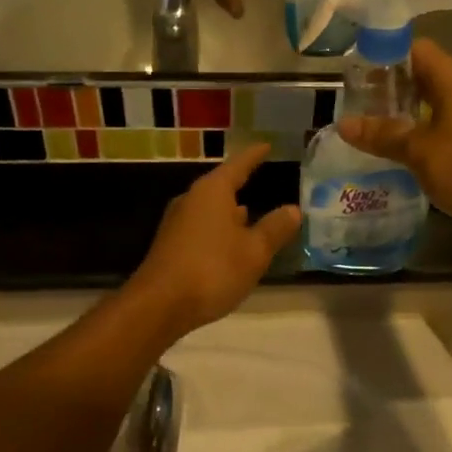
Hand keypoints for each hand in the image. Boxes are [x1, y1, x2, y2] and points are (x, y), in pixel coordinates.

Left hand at [127, 144, 300, 336]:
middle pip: (220, 185)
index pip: (238, 165)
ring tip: (251, 212)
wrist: (158, 306)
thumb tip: (293, 209)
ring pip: (210, 209)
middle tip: (261, 179)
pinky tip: (229, 243)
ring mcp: (177, 223)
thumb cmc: (212, 270)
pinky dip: (219, 230)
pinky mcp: (170, 246)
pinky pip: (202, 228)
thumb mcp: (254, 251)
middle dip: (241, 184)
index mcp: (212, 192)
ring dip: (230, 211)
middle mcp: (191, 200)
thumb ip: (275, 228)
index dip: (254, 156)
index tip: (266, 146)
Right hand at [337, 39, 451, 244]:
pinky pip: (437, 130)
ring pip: (428, 106)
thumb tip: (344, 124)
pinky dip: (415, 136)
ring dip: (400, 115)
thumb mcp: (419, 150)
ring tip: (366, 128)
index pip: (416, 49)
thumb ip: (382, 135)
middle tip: (355, 104)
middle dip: (387, 88)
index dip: (386, 54)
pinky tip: (393, 153)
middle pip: (420, 77)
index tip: (356, 71)